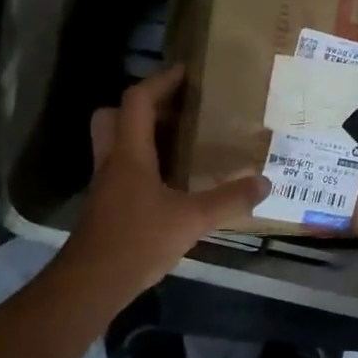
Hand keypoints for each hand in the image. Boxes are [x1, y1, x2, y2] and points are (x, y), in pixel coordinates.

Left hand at [60, 65, 268, 300]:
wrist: (91, 283)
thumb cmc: (138, 240)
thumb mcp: (191, 220)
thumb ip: (228, 200)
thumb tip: (265, 182)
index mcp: (130, 153)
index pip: (137, 101)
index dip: (159, 82)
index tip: (184, 73)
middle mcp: (112, 162)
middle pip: (112, 116)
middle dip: (139, 106)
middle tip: (173, 109)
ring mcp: (104, 185)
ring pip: (113, 143)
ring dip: (138, 134)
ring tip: (176, 141)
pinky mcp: (104, 206)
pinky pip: (119, 169)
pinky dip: (139, 163)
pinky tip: (166, 182)